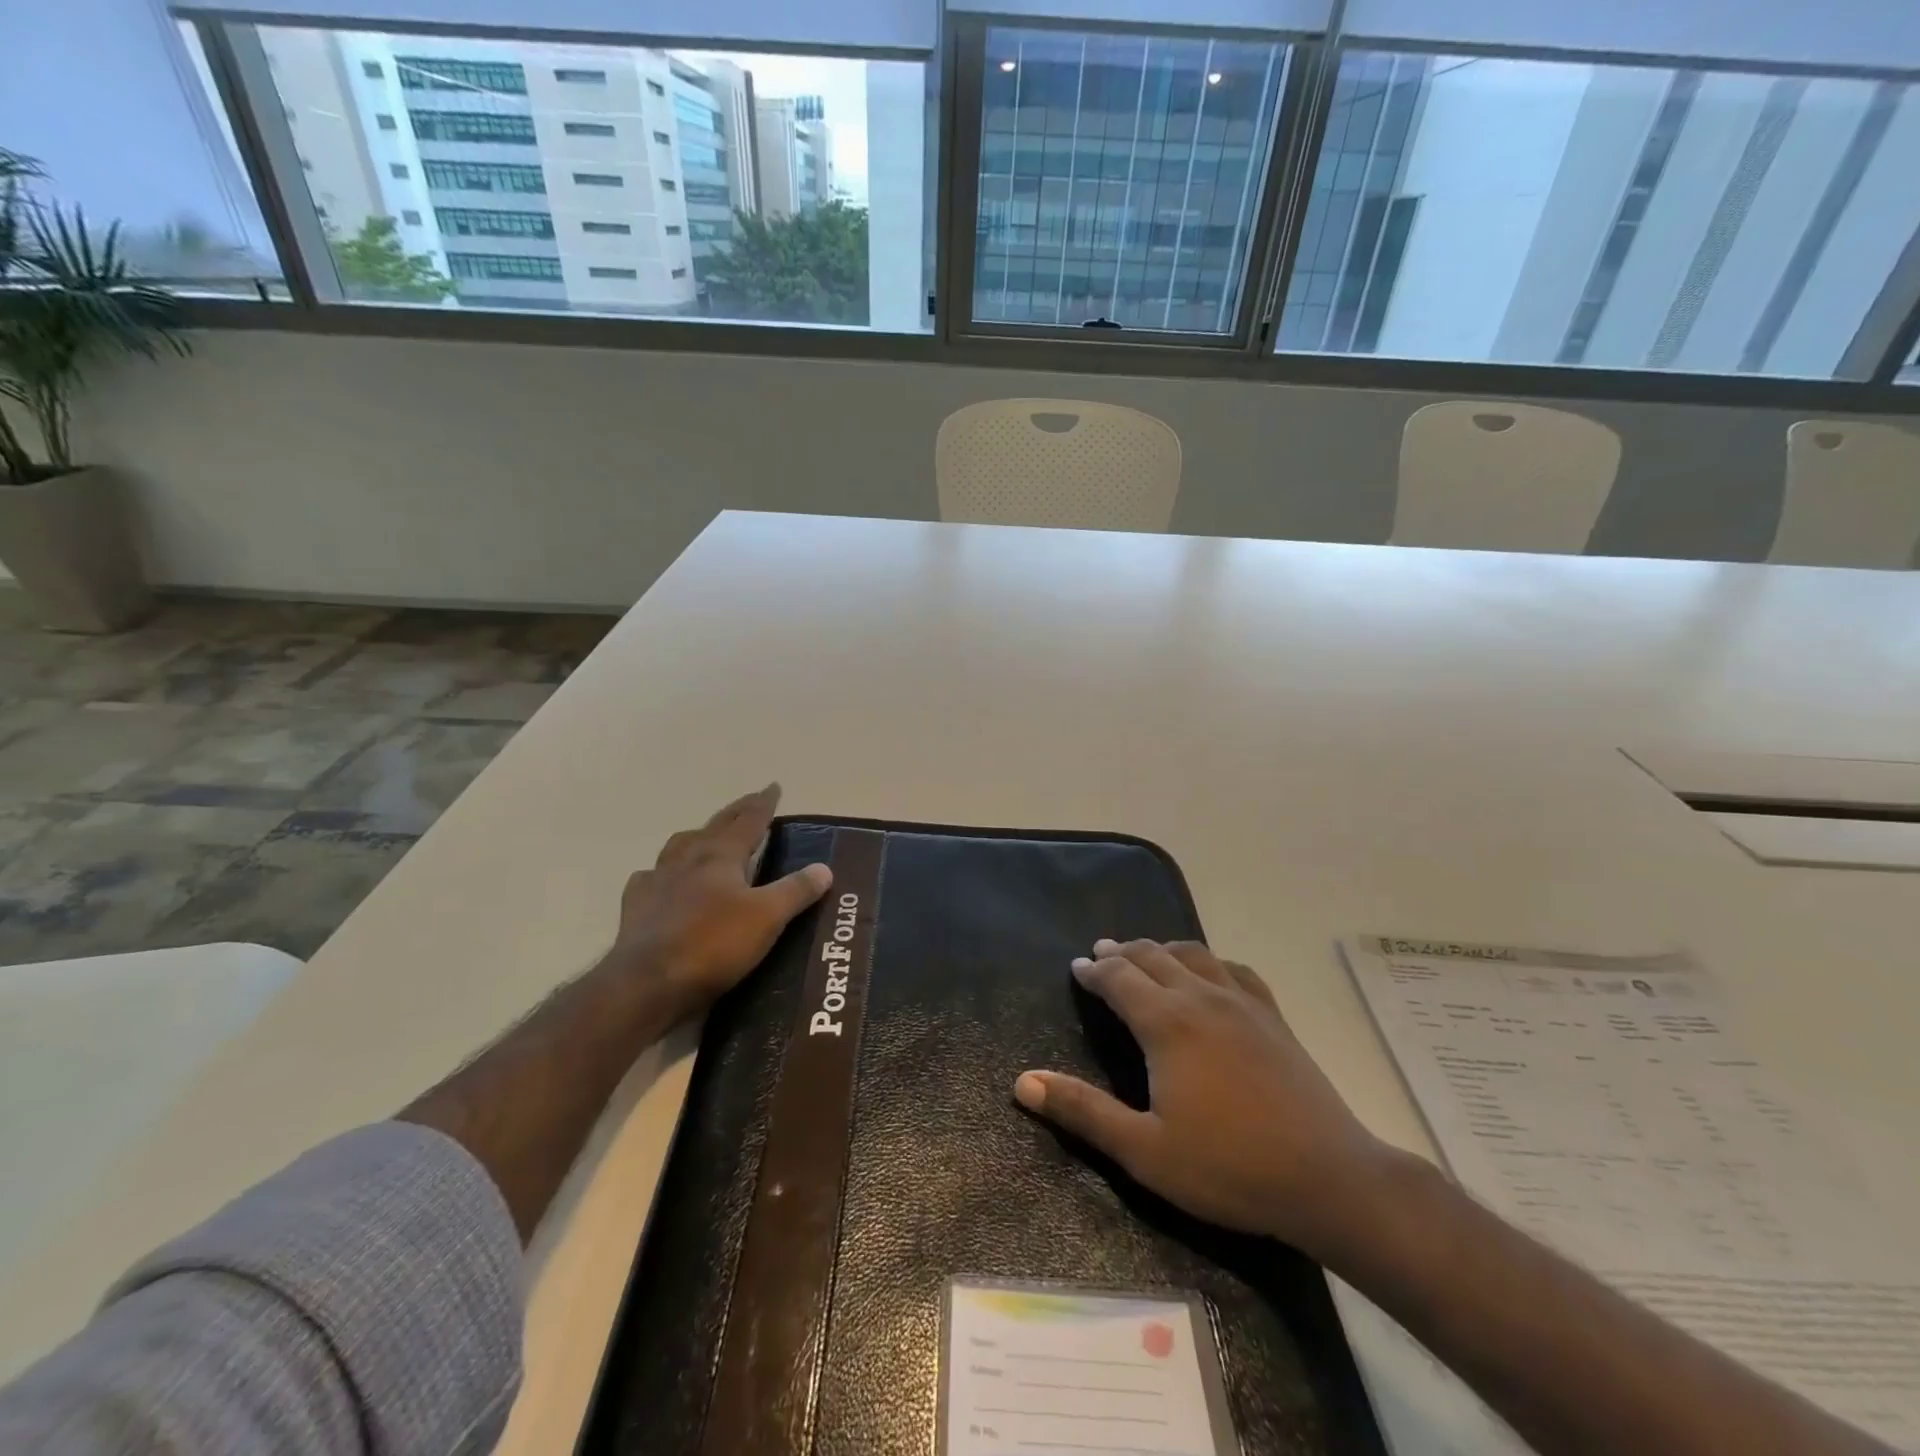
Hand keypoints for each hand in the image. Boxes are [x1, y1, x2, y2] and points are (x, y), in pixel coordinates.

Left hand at [606, 783, 831, 1019]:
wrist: (648, 985)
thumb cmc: (713, 944)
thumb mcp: (767, 917)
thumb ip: (796, 890)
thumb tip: (824, 868)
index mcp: (720, 855)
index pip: (748, 820)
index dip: (763, 803)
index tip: (773, 786)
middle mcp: (687, 859)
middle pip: (715, 826)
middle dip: (736, 812)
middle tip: (750, 802)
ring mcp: (657, 882)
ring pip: (679, 846)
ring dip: (698, 836)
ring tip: (707, 837)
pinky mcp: (637, 909)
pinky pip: (650, 880)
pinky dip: (662, 874)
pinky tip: (663, 881)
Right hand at [1013, 939, 1397, 1259]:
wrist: (1329, 1178)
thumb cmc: (1228, 1168)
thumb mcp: (1144, 1150)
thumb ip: (1082, 1111)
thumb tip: (1023, 1082)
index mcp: (1165, 1023)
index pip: (1118, 978)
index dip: (1093, 970)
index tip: (1077, 967)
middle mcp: (1200, 997)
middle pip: (1151, 956)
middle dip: (1121, 952)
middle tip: (1101, 953)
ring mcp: (1242, 1002)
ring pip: (1192, 954)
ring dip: (1161, 949)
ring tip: (1145, 955)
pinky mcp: (1272, 1015)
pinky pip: (1233, 969)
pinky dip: (1209, 961)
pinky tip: (1209, 972)